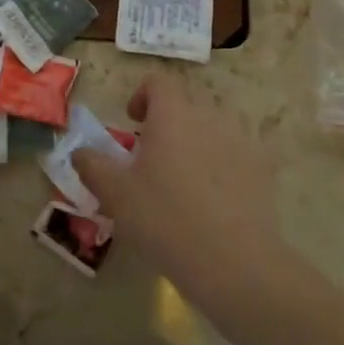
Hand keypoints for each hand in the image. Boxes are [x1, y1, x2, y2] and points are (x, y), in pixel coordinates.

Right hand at [77, 76, 287, 309]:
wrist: (234, 262)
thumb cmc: (165, 218)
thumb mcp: (115, 194)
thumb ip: (92, 165)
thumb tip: (80, 151)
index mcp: (173, 114)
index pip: (157, 82)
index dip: (142, 95)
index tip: (132, 122)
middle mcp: (209, 116)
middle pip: (186, 103)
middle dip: (168, 121)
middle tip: (153, 157)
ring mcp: (241, 141)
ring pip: (213, 127)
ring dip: (196, 141)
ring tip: (185, 179)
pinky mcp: (263, 169)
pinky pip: (237, 153)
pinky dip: (223, 164)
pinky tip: (215, 200)